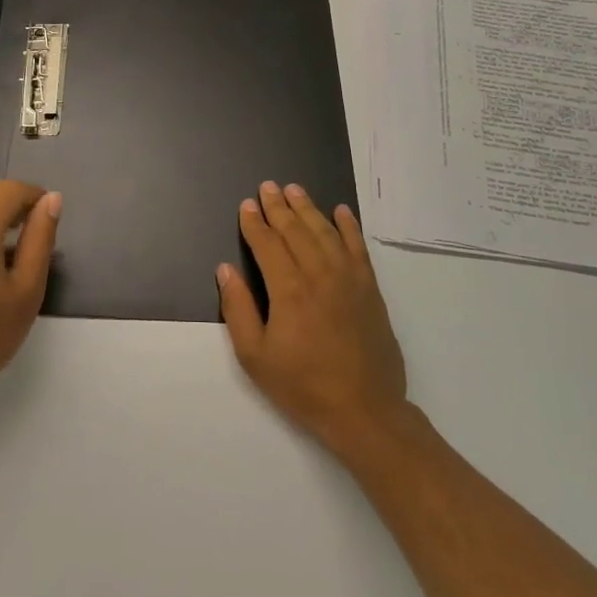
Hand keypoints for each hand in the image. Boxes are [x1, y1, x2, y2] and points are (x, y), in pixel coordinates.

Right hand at [219, 181, 407, 452]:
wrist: (364, 410)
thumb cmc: (302, 385)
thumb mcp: (255, 356)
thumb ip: (238, 309)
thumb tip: (226, 270)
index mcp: (289, 290)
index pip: (268, 244)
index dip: (254, 223)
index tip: (246, 205)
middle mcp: (320, 275)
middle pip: (296, 230)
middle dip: (279, 207)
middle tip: (267, 186)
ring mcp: (349, 279)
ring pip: (325, 232)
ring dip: (308, 208)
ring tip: (295, 190)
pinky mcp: (370, 289)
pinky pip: (358, 247)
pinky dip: (349, 226)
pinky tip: (341, 211)